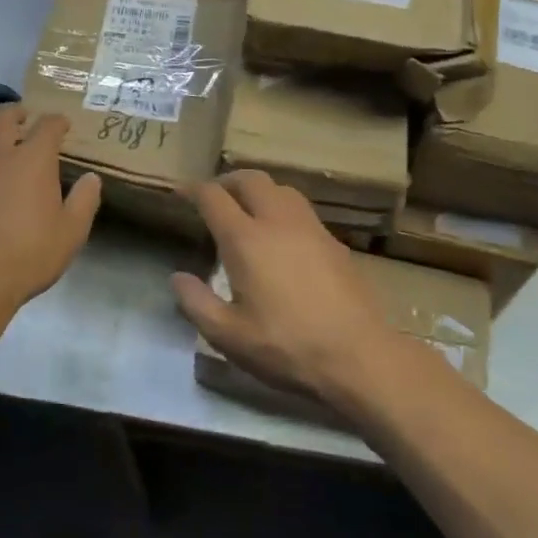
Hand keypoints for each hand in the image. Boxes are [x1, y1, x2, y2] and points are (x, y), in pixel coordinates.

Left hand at [0, 104, 101, 310]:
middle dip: (17, 112)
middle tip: (24, 119)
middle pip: (3, 115)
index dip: (57, 122)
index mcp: (32, 159)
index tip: (62, 125)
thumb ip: (84, 201)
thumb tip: (91, 178)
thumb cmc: (27, 256)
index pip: (47, 125)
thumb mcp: (71, 233)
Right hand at [171, 170, 396, 403]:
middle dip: (227, 181)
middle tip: (214, 196)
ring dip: (258, 190)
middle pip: (250, 180)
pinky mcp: (335, 243)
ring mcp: (311, 229)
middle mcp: (278, 222)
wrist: (359, 357)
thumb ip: (196, 303)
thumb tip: (177, 277)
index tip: (181, 192)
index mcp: (246, 240)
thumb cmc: (286, 347)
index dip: (193, 190)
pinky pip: (302, 209)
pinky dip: (282, 208)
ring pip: (281, 189)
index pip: (214, 197)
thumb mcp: (228, 336)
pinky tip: (282, 235)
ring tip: (247, 210)